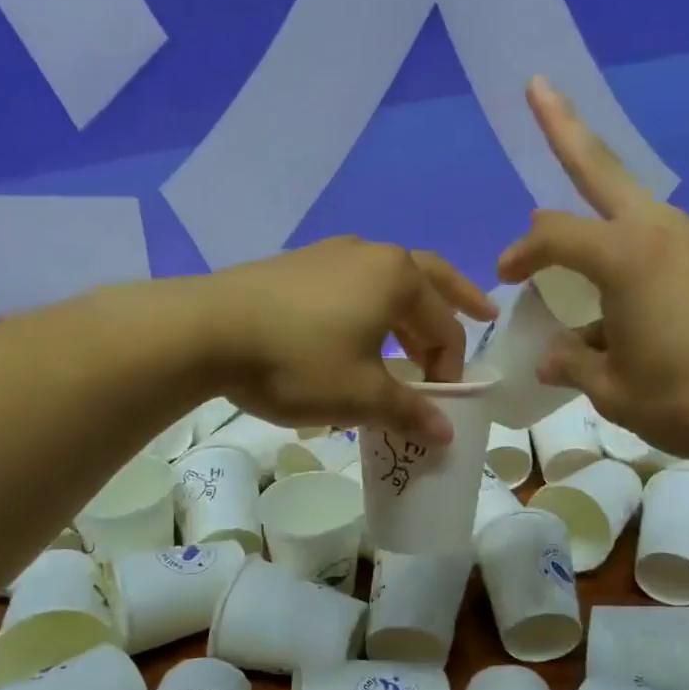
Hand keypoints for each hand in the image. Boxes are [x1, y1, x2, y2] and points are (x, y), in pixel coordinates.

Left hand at [199, 238, 495, 442]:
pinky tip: (356, 332)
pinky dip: (371, 306)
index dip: (450, 369)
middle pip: (429, 280)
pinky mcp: (298, 265)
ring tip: (413, 338)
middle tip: (483, 313)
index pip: (445, 327)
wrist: (206, 330)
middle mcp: (372, 254)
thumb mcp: (360, 395)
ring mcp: (331, 254)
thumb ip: (409, 412)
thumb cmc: (298, 362)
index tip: (438, 405)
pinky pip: (353, 284)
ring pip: (387, 281)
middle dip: (457, 301)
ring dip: (409, 309)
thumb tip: (446, 435)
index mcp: (399, 279)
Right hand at [497, 78, 688, 458]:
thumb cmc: (688, 398)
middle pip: (601, 167)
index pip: (553, 235)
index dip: (520, 253)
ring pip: (628, 201)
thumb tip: (553, 356)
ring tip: (567, 186)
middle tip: (538, 86)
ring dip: (594, 193)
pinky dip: (621, 245)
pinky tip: (610, 285)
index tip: (504, 278)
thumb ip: (574, 364)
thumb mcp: (614, 389)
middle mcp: (659, 232)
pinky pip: (651, 238)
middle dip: (563, 127)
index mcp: (626, 257)